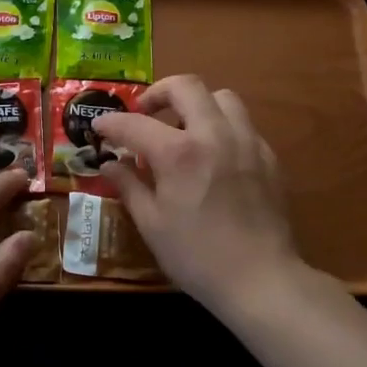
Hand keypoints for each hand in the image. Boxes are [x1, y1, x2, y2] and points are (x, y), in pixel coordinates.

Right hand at [94, 76, 306, 315]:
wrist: (261, 280)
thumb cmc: (197, 256)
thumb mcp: (152, 224)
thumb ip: (129, 185)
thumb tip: (109, 164)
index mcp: (179, 153)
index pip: (135, 123)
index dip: (111, 122)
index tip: (99, 126)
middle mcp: (214, 135)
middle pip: (186, 86)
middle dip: (158, 93)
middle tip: (144, 113)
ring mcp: (246, 142)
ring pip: (221, 97)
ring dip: (196, 104)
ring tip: (183, 129)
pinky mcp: (268, 156)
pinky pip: (242, 124)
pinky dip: (221, 127)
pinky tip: (212, 156)